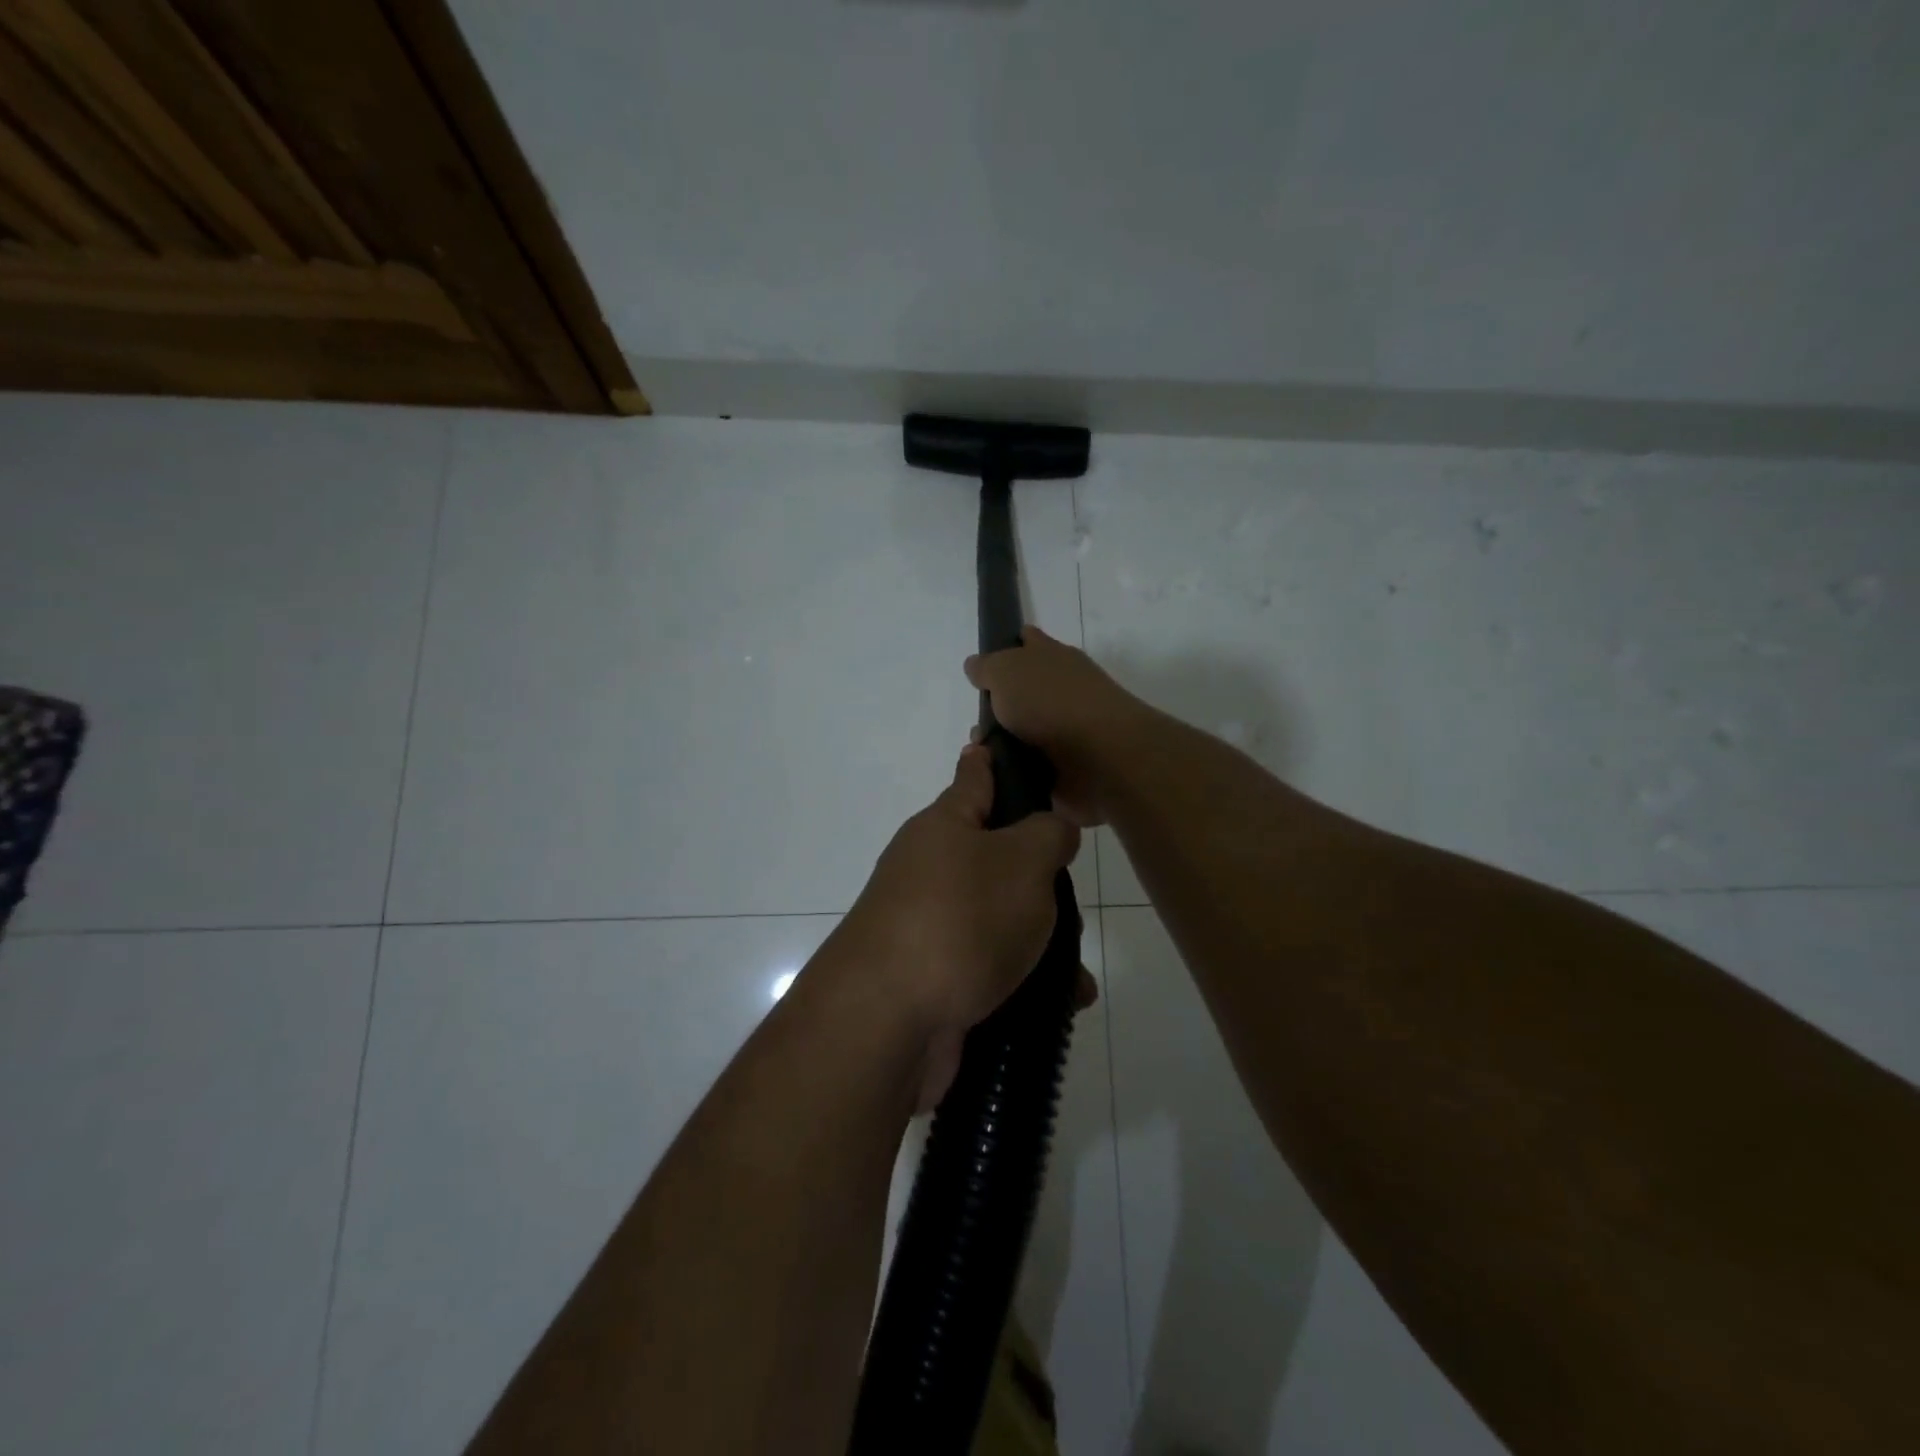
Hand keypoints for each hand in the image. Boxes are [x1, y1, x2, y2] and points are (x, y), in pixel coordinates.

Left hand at [839, 743, 1092, 1110]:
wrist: (887, 1020)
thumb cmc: (961, 919)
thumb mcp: (1023, 862)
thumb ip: (1048, 835)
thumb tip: (1051, 828)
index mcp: (945, 827)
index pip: (972, 777)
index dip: (987, 757)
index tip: (988, 737)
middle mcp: (929, 869)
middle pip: (991, 854)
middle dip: (1034, 871)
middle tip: (1070, 887)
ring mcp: (926, 924)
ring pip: (997, 917)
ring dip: (1039, 939)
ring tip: (1077, 969)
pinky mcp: (932, 977)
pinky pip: (989, 966)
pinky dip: (1024, 980)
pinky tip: (1061, 1002)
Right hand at [964, 626, 1141, 826]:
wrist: (1100, 758)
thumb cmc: (1052, 703)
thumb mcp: (1007, 670)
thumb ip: (987, 667)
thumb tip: (975, 666)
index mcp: (1052, 658)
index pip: (1028, 642)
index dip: (1007, 647)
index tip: (983, 666)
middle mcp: (1061, 690)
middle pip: (1020, 694)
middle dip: (994, 710)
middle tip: (977, 726)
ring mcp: (1065, 730)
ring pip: (1021, 734)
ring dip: (1000, 745)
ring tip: (980, 756)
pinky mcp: (1065, 767)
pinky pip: (1029, 767)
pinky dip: (1012, 771)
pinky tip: (995, 776)